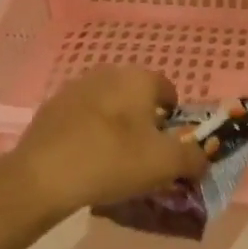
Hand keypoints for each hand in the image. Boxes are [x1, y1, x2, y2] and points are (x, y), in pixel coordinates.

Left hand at [5, 66, 209, 218]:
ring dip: (116, 126)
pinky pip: (83, 118)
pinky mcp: (51, 107)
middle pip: (136, 96)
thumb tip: (203, 157)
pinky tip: (86, 160)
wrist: (44, 175)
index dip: (174, 119)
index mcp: (138, 78)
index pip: (168, 90)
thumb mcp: (166, 164)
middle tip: (143, 155)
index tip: (169, 147)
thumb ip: (194, 158)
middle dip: (144, 121)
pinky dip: (89, 133)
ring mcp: (75, 87)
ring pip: (108, 106)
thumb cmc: (114, 160)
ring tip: (113, 160)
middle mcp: (107, 73)